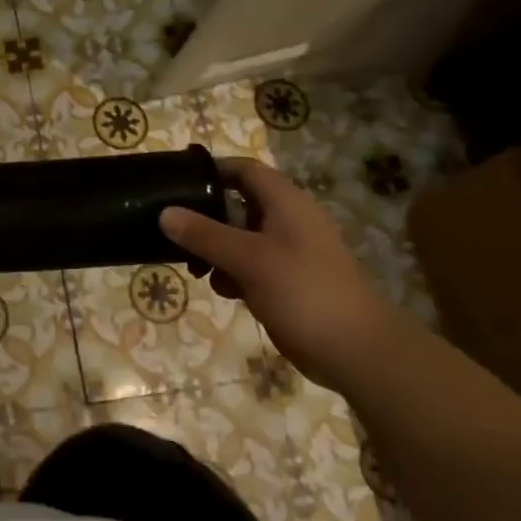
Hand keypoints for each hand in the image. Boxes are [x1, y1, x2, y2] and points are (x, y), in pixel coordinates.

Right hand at [159, 156, 398, 386]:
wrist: (356, 351)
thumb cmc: (303, 292)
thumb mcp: (248, 259)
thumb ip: (204, 235)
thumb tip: (164, 213)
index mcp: (286, 203)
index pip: (245, 170)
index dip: (212, 171)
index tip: (176, 184)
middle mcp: (288, 220)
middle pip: (238, 204)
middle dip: (206, 218)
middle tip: (175, 235)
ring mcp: (290, 251)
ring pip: (241, 237)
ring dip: (215, 249)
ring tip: (196, 269)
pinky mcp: (288, 280)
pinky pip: (251, 264)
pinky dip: (233, 271)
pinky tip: (222, 290)